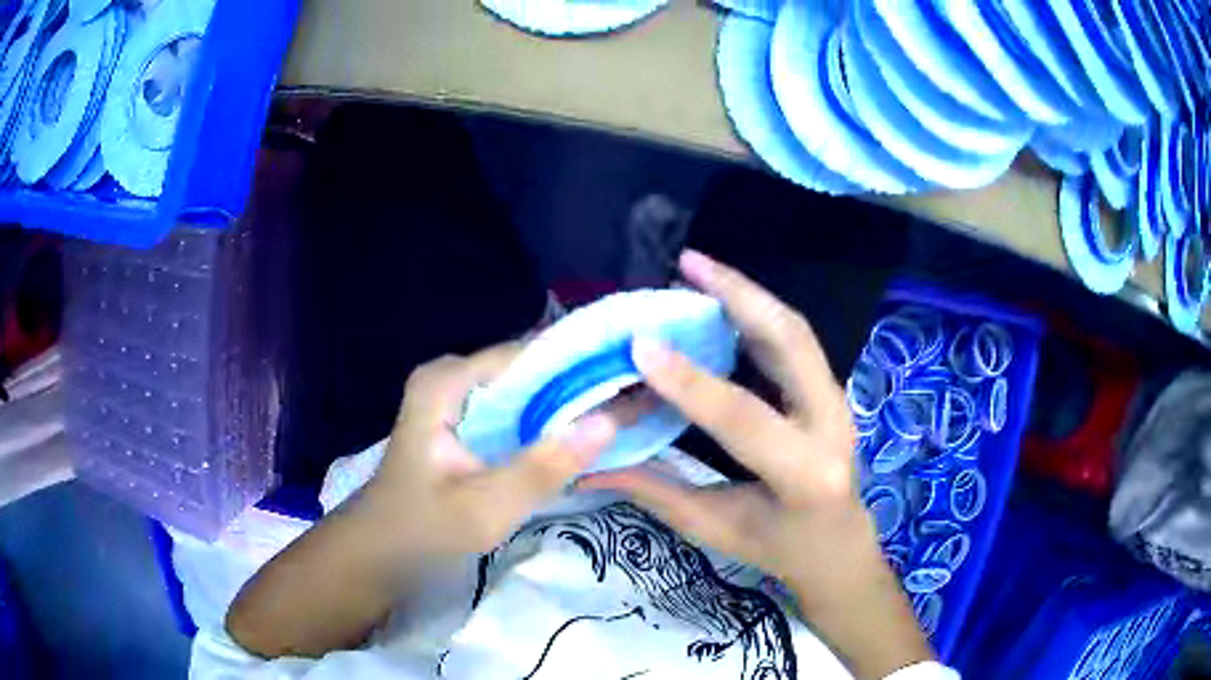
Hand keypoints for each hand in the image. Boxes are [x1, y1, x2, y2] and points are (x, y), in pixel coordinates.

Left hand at [364, 343, 617, 557]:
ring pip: (526, 389)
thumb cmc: (423, 530)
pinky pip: (516, 410)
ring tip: (626, 410)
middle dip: (581, 383)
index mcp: (447, 381)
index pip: (529, 354)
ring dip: (569, 402)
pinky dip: (548, 421)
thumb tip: (609, 420)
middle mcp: (452, 376)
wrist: (380, 551)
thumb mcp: (485, 507)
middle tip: (640, 395)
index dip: (582, 361)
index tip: (634, 373)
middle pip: (529, 368)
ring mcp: (456, 397)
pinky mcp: (464, 419)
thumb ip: (543, 467)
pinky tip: (584, 433)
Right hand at [580, 251, 932, 678]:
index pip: (744, 418)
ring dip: (746, 294)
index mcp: (805, 475)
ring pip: (795, 330)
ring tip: (698, 267)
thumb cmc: (777, 547)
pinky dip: (755, 312)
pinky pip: (793, 339)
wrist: (838, 545)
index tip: (641, 344)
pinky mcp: (829, 388)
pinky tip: (721, 298)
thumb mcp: (715, 527)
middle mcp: (832, 425)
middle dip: (739, 295)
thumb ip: (655, 490)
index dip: (690, 381)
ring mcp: (837, 399)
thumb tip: (588, 463)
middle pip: (792, 343)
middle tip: (687, 263)